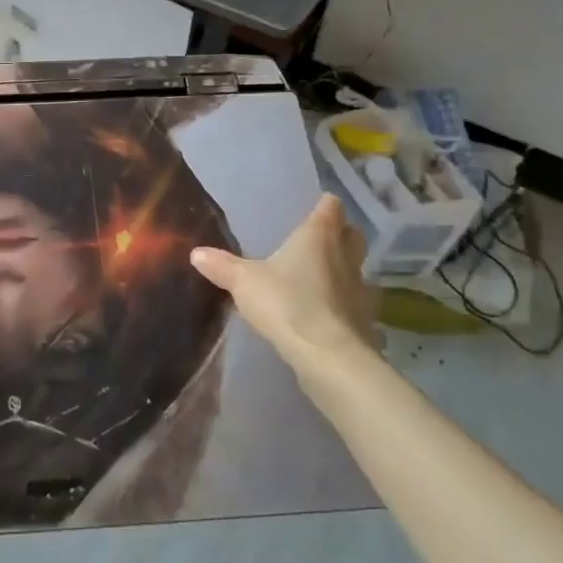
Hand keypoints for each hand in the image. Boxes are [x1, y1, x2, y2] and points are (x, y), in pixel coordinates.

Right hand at [190, 195, 383, 385]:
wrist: (328, 357)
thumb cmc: (286, 303)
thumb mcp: (243, 282)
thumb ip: (221, 266)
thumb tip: (196, 253)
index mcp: (318, 237)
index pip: (331, 207)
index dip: (325, 205)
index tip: (314, 207)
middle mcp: (345, 257)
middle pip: (352, 235)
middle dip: (340, 235)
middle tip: (317, 241)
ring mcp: (360, 290)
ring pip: (357, 270)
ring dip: (343, 271)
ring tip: (320, 279)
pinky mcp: (365, 321)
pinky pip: (356, 304)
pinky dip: (345, 305)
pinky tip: (327, 314)